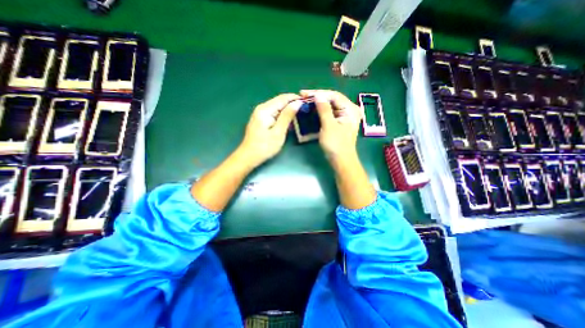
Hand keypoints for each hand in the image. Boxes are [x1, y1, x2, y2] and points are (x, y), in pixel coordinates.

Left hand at [238, 94, 300, 166]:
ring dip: (289, 110)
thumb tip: (297, 103)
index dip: (296, 98)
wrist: (249, 156)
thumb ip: (287, 116)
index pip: (283, 98)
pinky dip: (283, 115)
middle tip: (306, 109)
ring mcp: (260, 114)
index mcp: (265, 109)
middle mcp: (262, 108)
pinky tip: (290, 120)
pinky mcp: (261, 119)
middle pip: (280, 101)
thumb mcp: (278, 132)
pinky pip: (275, 113)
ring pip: (278, 107)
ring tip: (301, 114)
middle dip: (293, 103)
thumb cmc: (264, 147)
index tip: (308, 102)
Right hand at [301, 90, 361, 160]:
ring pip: (330, 105)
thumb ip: (324, 109)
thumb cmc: (336, 144)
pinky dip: (321, 110)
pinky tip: (313, 108)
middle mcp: (349, 110)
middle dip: (318, 97)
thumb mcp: (329, 126)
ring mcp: (345, 116)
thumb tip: (317, 95)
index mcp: (350, 109)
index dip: (318, 93)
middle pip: (332, 99)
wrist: (341, 160)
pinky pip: (329, 112)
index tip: (304, 93)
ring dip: (318, 103)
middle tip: (303, 96)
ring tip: (306, 100)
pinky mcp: (340, 122)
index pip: (333, 95)